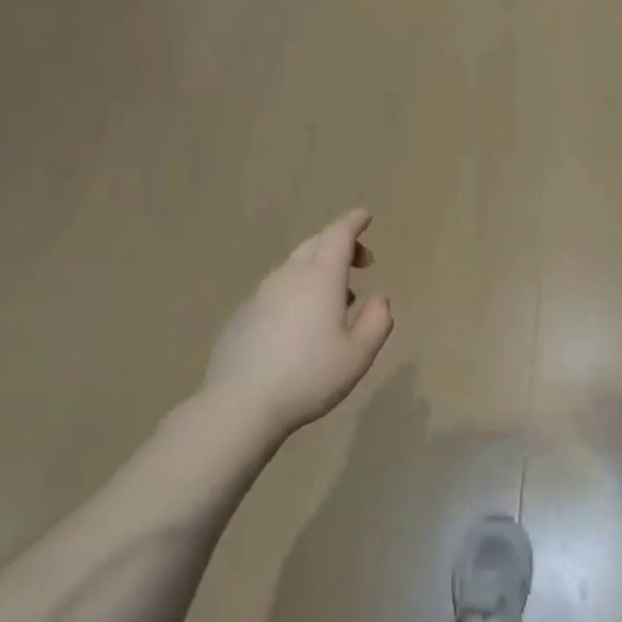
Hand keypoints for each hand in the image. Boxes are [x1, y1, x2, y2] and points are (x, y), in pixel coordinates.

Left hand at [202, 209, 394, 441]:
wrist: (241, 405)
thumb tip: (380, 299)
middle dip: (340, 244)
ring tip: (338, 300)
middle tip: (362, 263)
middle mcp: (288, 277)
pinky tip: (301, 325)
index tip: (366, 216)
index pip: (338, 235)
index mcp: (320, 279)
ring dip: (319, 271)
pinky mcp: (242, 315)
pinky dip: (296, 292)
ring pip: (294, 268)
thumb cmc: (310, 376)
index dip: (354, 222)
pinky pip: (276, 291)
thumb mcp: (359, 354)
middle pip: (314, 245)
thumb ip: (378, 321)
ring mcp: (260, 295)